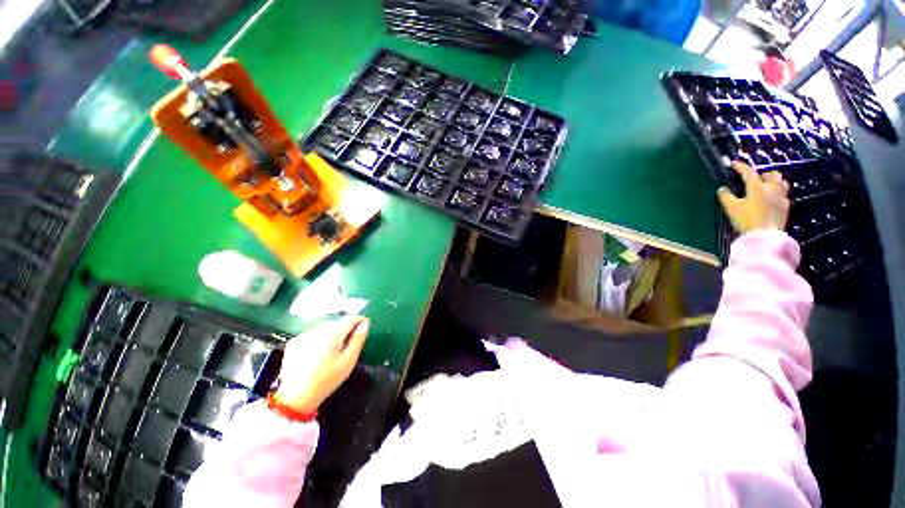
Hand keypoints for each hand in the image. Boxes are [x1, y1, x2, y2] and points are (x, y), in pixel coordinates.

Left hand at [274, 316, 369, 413]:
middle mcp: (316, 330)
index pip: (350, 318)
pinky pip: (312, 334)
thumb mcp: (348, 361)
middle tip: (351, 340)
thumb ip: (358, 340)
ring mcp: (303, 336)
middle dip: (346, 328)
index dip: (360, 320)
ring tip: (335, 348)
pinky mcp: (294, 343)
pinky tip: (320, 353)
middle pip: (336, 322)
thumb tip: (364, 325)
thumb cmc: (326, 380)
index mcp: (332, 334)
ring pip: (324, 327)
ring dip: (333, 332)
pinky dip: (319, 338)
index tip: (365, 324)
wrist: (296, 398)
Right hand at [718, 162, 789, 233]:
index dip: (740, 166)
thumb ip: (726, 197)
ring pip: (781, 183)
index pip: (748, 172)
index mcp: (757, 187)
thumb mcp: (731, 208)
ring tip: (764, 188)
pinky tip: (769, 200)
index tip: (734, 164)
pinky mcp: (785, 207)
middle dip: (763, 174)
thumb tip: (723, 189)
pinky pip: (783, 194)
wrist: (765, 237)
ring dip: (773, 182)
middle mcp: (772, 189)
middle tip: (754, 180)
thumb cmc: (747, 220)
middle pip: (772, 174)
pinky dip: (776, 193)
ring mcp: (781, 197)